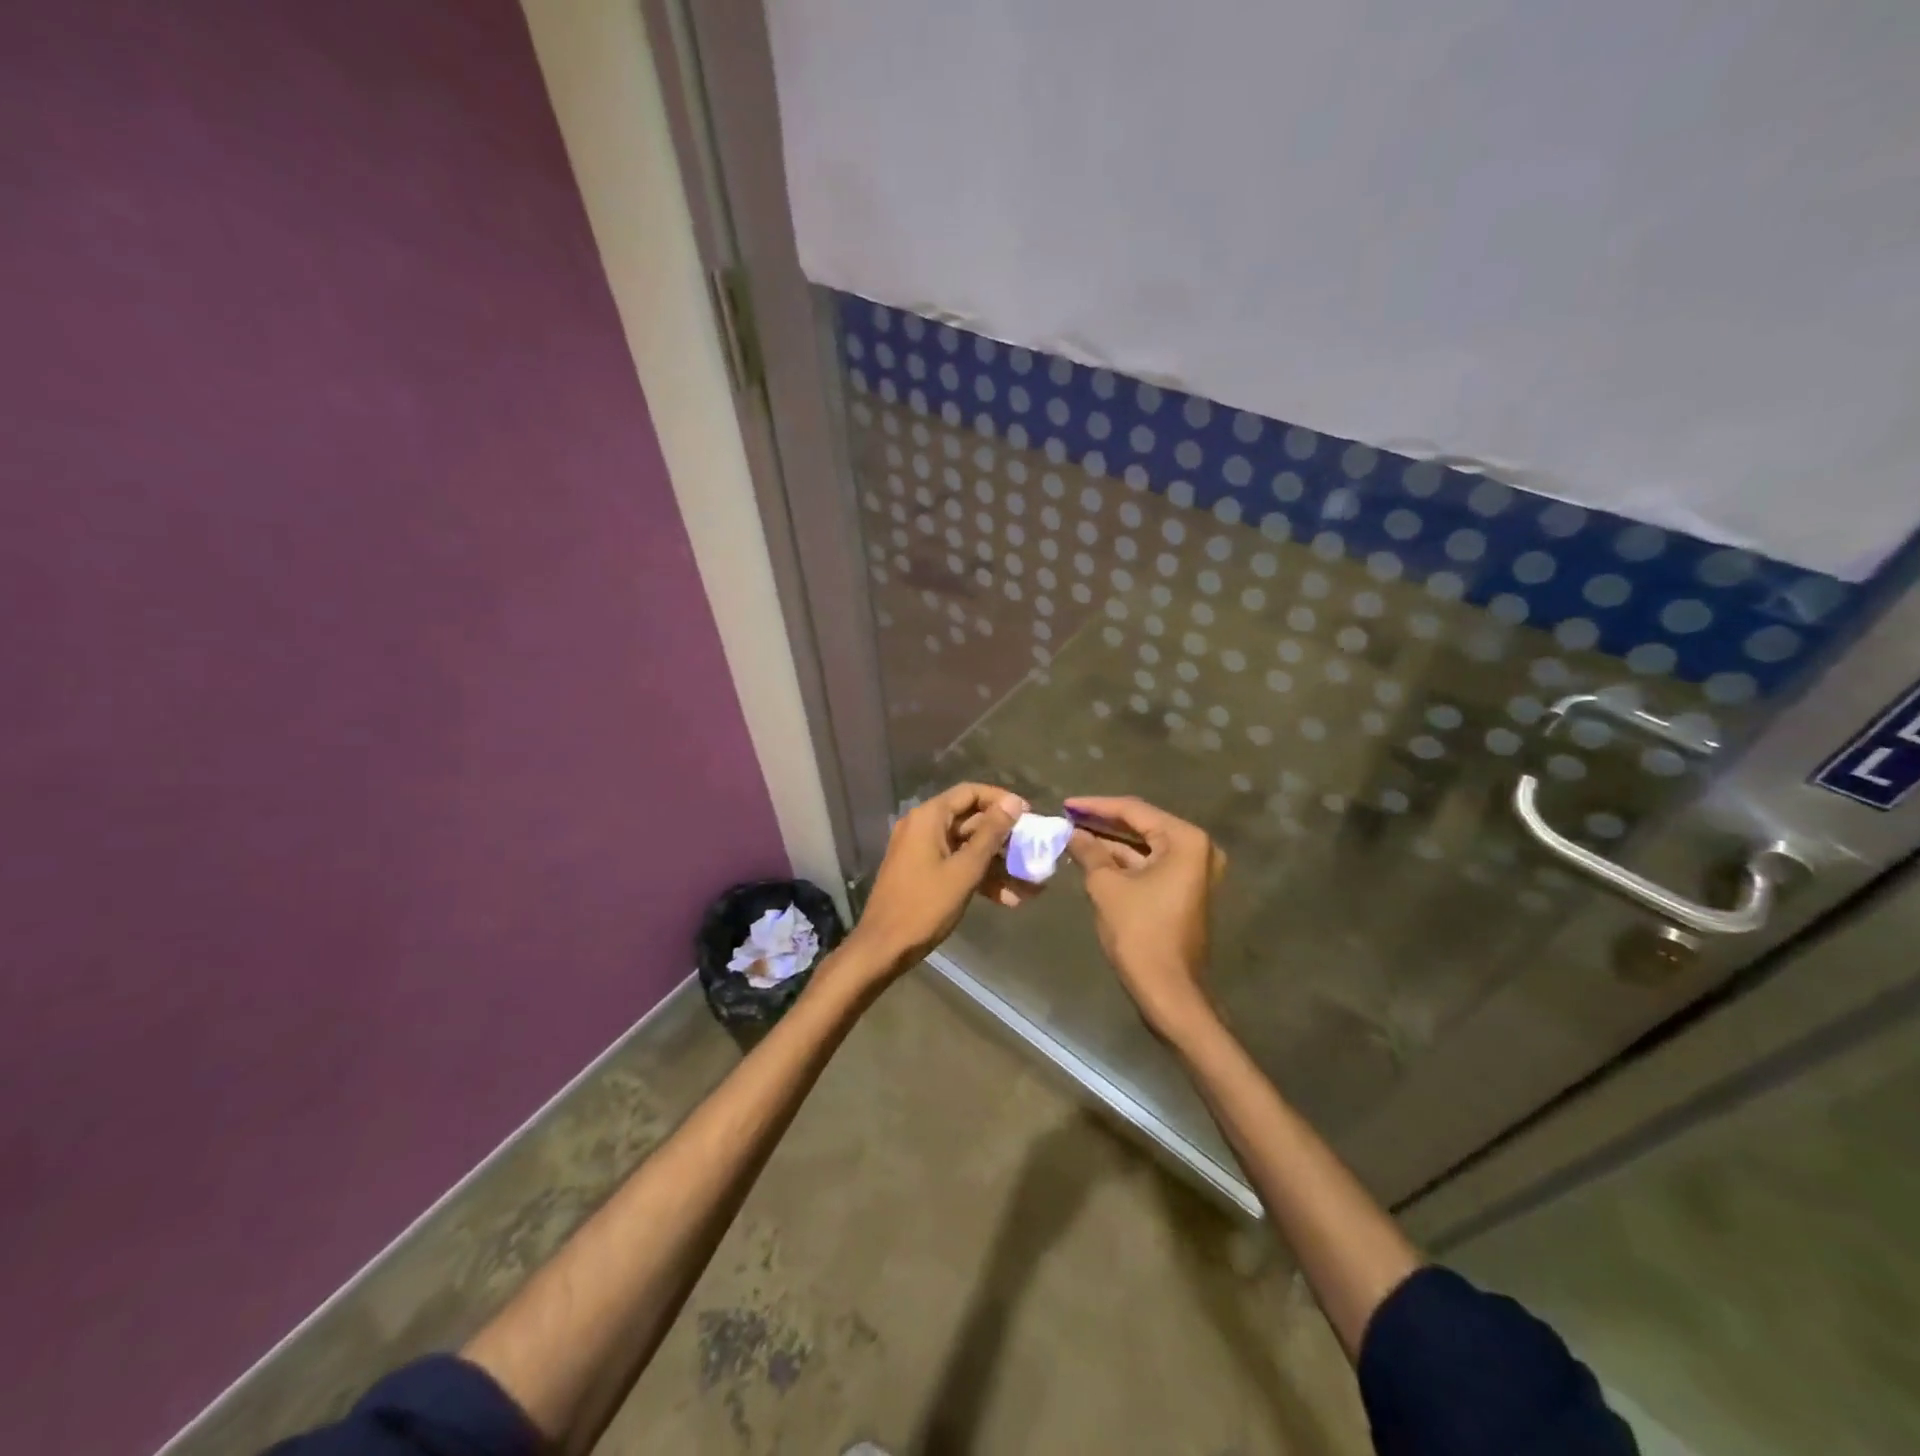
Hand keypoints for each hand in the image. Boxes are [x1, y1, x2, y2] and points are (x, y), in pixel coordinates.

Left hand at [840, 783, 1029, 981]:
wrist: (883, 948)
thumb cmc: (925, 906)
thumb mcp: (965, 870)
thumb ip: (991, 834)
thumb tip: (1014, 802)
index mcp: (929, 817)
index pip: (970, 792)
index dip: (1001, 800)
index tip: (1028, 815)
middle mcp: (923, 827)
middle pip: (971, 820)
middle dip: (1004, 838)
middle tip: (1033, 851)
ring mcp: (922, 851)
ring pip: (967, 847)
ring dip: (997, 863)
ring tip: (1030, 884)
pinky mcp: (923, 873)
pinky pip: (957, 865)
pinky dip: (980, 877)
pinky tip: (1008, 899)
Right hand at [1065, 796, 1224, 1037]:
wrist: (1169, 990)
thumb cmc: (1140, 932)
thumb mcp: (1107, 886)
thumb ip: (1089, 852)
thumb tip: (1071, 833)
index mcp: (1185, 840)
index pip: (1134, 810)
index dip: (1096, 806)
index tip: (1065, 804)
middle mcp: (1197, 849)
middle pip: (1142, 825)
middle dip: (1103, 821)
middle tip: (1068, 816)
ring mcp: (1193, 871)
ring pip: (1145, 846)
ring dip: (1111, 841)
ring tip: (1074, 833)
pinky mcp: (1184, 890)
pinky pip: (1151, 864)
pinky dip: (1123, 860)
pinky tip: (1093, 856)